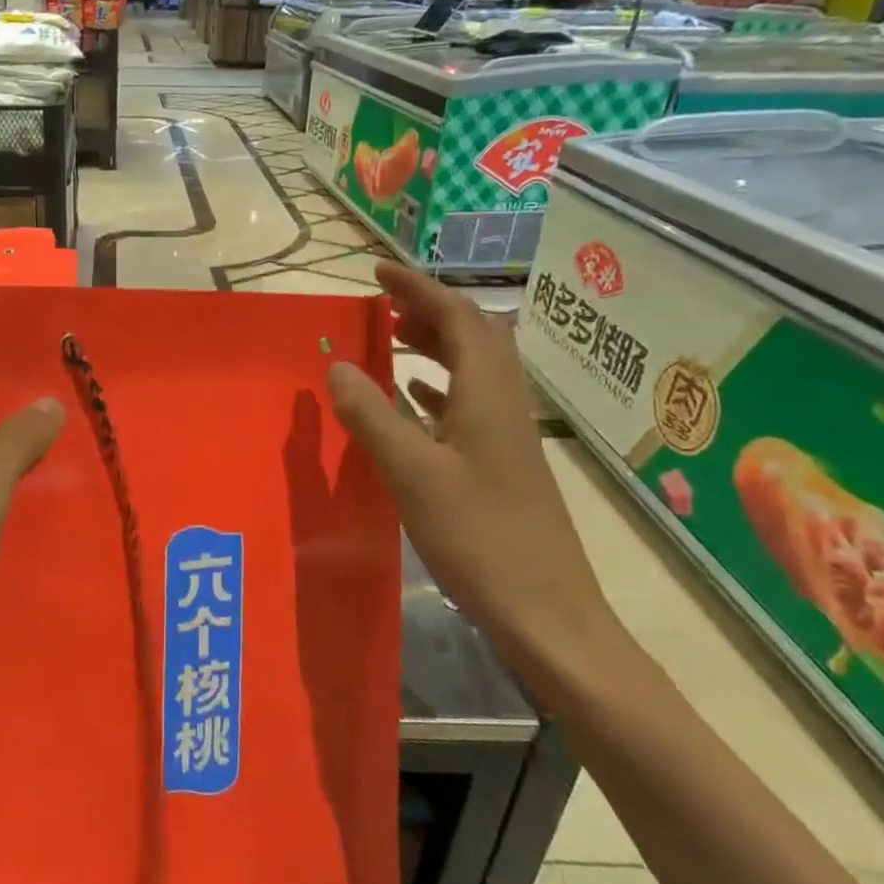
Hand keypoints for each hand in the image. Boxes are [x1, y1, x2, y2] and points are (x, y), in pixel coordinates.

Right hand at [327, 262, 626, 698]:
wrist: (546, 612)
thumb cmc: (479, 537)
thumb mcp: (413, 473)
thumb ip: (372, 415)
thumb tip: (337, 365)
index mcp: (488, 394)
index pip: (458, 318)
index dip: (419, 288)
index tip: (378, 271)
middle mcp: (504, 403)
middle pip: (473, 335)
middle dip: (428, 309)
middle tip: (381, 303)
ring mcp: (506, 434)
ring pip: (471, 368)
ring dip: (433, 344)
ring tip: (389, 337)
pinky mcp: (500, 462)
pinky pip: (467, 402)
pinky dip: (436, 385)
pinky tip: (410, 396)